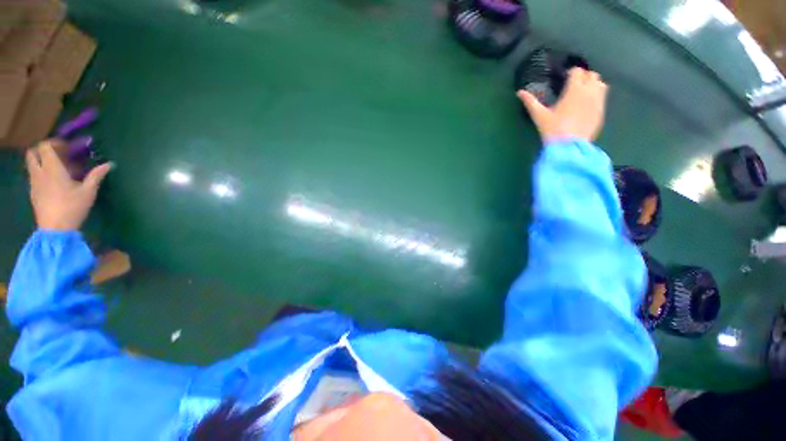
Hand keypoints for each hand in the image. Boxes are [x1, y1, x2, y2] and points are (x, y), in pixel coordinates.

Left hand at [25, 139, 112, 230]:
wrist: (55, 229)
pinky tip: (53, 183)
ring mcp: (34, 183)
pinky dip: (41, 174)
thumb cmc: (72, 207)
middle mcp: (39, 172)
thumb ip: (96, 176)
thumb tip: (109, 164)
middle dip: (43, 151)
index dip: (54, 143)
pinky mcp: (33, 193)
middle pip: (33, 153)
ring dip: (42, 163)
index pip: (45, 146)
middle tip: (58, 155)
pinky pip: (34, 177)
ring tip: (57, 170)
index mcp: (52, 168)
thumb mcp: (88, 192)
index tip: (66, 147)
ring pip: (32, 165)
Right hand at [517, 67, 607, 141]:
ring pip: (601, 84)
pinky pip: (602, 98)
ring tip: (582, 94)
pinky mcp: (601, 112)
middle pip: (591, 75)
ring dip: (593, 85)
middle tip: (573, 86)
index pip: (577, 71)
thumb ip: (531, 102)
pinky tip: (586, 106)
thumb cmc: (553, 129)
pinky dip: (596, 97)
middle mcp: (590, 91)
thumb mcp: (539, 116)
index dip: (570, 73)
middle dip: (583, 77)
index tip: (564, 79)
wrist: (569, 147)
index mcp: (575, 89)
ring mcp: (598, 101)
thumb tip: (519, 92)